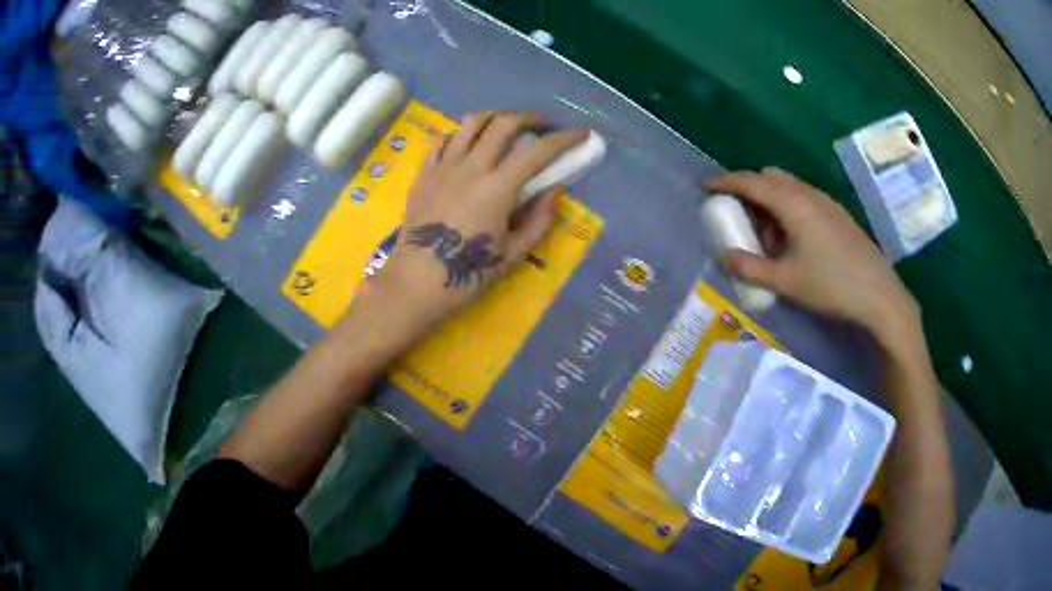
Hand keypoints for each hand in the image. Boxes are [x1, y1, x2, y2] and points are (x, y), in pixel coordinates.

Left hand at [367, 111, 586, 337]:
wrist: (415, 283)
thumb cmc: (468, 273)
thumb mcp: (514, 254)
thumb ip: (539, 219)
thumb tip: (554, 189)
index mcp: (498, 187)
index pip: (538, 151)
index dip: (565, 138)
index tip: (581, 133)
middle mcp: (471, 167)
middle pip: (504, 123)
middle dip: (530, 117)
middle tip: (542, 125)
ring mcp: (443, 166)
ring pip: (470, 123)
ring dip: (494, 118)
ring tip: (504, 127)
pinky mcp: (423, 174)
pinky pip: (442, 140)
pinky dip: (459, 134)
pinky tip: (466, 145)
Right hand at [705, 168, 919, 345]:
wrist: (879, 295)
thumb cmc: (831, 285)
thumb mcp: (786, 282)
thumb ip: (751, 268)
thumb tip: (724, 258)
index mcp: (793, 204)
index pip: (751, 182)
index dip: (725, 182)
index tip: (706, 187)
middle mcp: (809, 194)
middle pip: (770, 177)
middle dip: (749, 188)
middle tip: (738, 213)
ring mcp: (826, 202)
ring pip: (789, 187)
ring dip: (771, 200)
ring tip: (767, 234)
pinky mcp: (838, 214)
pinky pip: (805, 198)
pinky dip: (789, 207)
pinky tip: (794, 239)